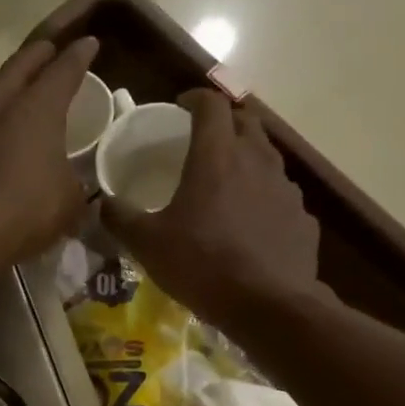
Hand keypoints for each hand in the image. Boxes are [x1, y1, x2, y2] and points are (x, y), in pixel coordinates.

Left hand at [0, 36, 98, 264]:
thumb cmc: (23, 214)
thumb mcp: (68, 204)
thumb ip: (74, 186)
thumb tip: (72, 186)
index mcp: (36, 110)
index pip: (63, 70)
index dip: (79, 57)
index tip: (89, 45)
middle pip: (18, 67)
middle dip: (37, 56)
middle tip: (48, 51)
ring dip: (2, 91)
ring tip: (11, 96)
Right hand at [101, 89, 322, 329]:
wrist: (269, 306)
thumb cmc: (202, 266)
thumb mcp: (148, 245)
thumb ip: (121, 218)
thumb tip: (102, 203)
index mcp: (217, 156)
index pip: (211, 104)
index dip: (194, 98)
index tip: (181, 107)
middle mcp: (257, 161)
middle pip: (246, 122)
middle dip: (225, 123)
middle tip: (205, 141)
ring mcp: (286, 189)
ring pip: (267, 158)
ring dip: (247, 159)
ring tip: (228, 184)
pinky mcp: (303, 218)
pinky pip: (281, 197)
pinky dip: (265, 198)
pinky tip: (252, 225)